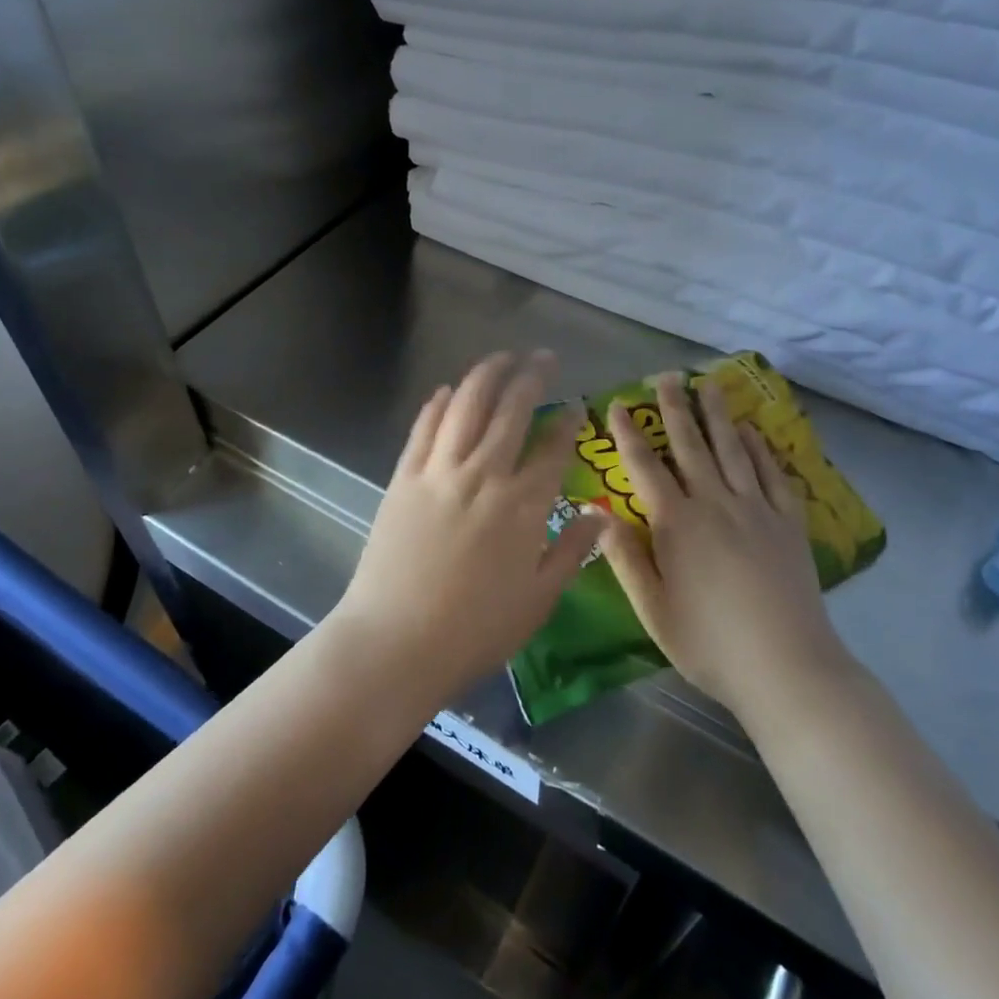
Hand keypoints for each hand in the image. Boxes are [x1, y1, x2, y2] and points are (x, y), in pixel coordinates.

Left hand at [332, 350, 603, 705]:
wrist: (396, 642)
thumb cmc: (475, 631)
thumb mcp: (538, 600)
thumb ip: (571, 551)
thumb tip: (602, 516)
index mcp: (523, 506)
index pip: (552, 448)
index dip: (568, 422)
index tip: (577, 405)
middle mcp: (484, 475)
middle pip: (511, 411)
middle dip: (532, 377)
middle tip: (544, 358)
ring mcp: (439, 472)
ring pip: (466, 406)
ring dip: (486, 374)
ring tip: (502, 357)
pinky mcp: (403, 478)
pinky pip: (424, 429)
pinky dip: (438, 404)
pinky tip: (447, 390)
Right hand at [600, 374, 853, 720]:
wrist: (787, 667)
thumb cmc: (709, 642)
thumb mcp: (653, 609)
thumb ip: (626, 559)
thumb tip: (598, 517)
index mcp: (677, 523)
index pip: (645, 467)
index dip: (628, 434)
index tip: (616, 404)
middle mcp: (716, 503)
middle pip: (691, 445)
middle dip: (675, 408)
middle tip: (668, 376)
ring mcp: (756, 510)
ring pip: (733, 450)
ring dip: (718, 415)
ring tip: (710, 384)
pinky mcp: (788, 524)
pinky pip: (772, 475)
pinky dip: (761, 449)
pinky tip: (753, 433)